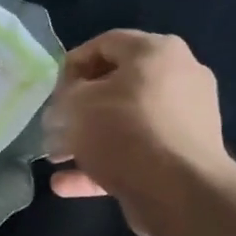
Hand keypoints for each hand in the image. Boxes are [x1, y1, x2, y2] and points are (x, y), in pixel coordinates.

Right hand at [43, 30, 229, 235]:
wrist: (179, 191)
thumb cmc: (124, 130)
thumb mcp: (77, 102)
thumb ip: (66, 94)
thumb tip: (70, 102)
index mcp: (157, 52)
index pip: (105, 44)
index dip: (71, 65)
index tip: (51, 92)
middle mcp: (179, 78)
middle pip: (116, 85)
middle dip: (79, 108)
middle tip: (54, 125)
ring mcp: (184, 120)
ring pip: (124, 123)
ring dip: (87, 139)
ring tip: (55, 158)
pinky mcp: (182, 157)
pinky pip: (135, 153)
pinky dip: (102, 164)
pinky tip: (65, 184)